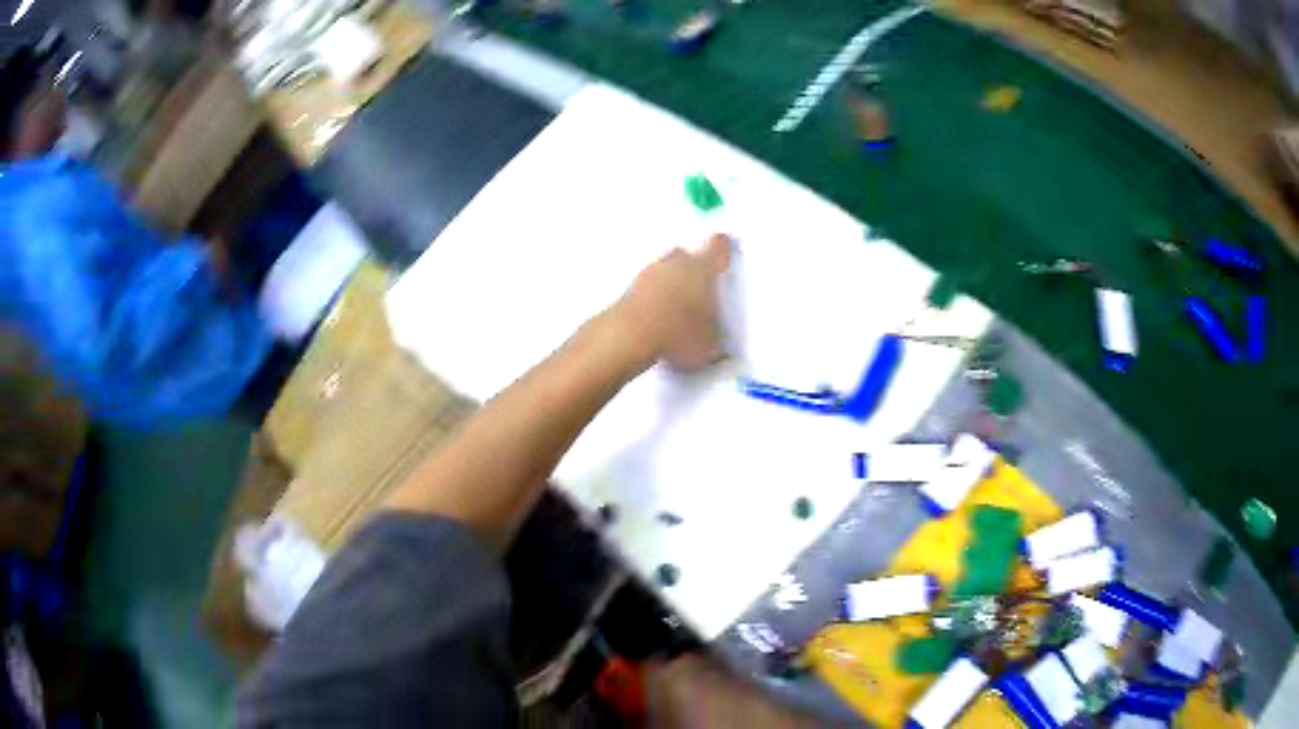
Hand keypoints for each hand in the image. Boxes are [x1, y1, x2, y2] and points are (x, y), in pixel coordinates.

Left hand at [614, 234, 731, 371]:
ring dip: (668, 280)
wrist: (632, 334)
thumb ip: (717, 342)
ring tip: (674, 306)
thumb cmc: (680, 333)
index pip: (718, 246)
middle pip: (686, 255)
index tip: (723, 248)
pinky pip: (646, 285)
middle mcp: (677, 263)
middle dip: (691, 267)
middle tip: (697, 288)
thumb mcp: (709, 346)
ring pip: (664, 268)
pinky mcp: (630, 286)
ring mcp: (650, 271)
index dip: (722, 247)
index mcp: (703, 269)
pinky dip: (651, 295)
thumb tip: (719, 350)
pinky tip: (654, 315)